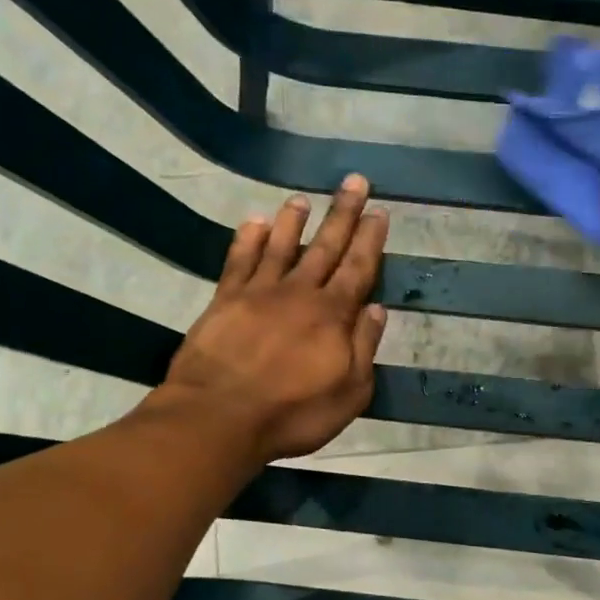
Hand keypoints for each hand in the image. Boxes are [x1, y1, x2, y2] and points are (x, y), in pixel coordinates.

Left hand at [156, 175, 388, 463]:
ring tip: (302, 199)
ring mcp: (259, 293)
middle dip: (342, 214)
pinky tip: (254, 223)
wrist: (220, 417)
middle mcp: (299, 293)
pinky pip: (239, 261)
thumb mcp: (350, 393)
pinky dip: (248, 239)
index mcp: (333, 316)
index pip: (358, 269)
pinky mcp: (224, 300)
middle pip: (325, 247)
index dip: (370, 240)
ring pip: (281, 246)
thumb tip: (376, 308)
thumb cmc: (294, 413)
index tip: (379, 211)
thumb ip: (364, 348)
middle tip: (354, 181)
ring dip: (294, 221)